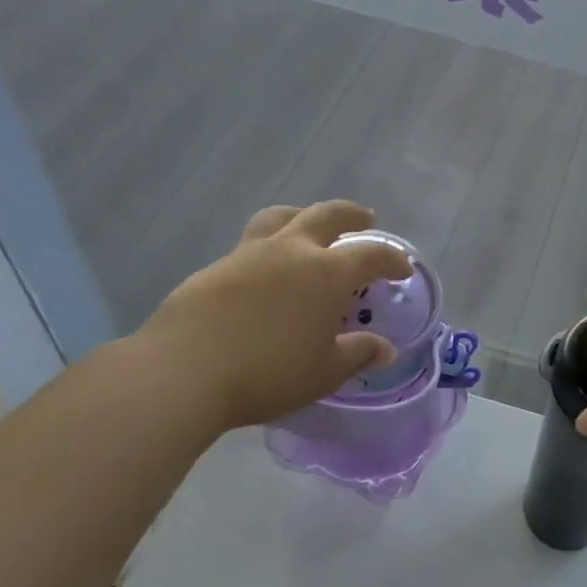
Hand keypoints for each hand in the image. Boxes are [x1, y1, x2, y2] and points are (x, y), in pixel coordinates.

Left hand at [138, 201, 411, 430]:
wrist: (184, 371)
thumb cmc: (268, 372)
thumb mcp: (325, 371)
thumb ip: (358, 354)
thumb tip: (385, 350)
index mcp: (326, 272)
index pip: (371, 254)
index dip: (392, 259)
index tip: (403, 269)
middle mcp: (290, 251)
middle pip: (326, 215)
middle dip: (351, 215)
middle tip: (365, 220)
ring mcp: (248, 254)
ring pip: (281, 217)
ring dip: (303, 216)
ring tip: (309, 227)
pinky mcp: (215, 268)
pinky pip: (251, 245)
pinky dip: (270, 249)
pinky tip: (267, 276)